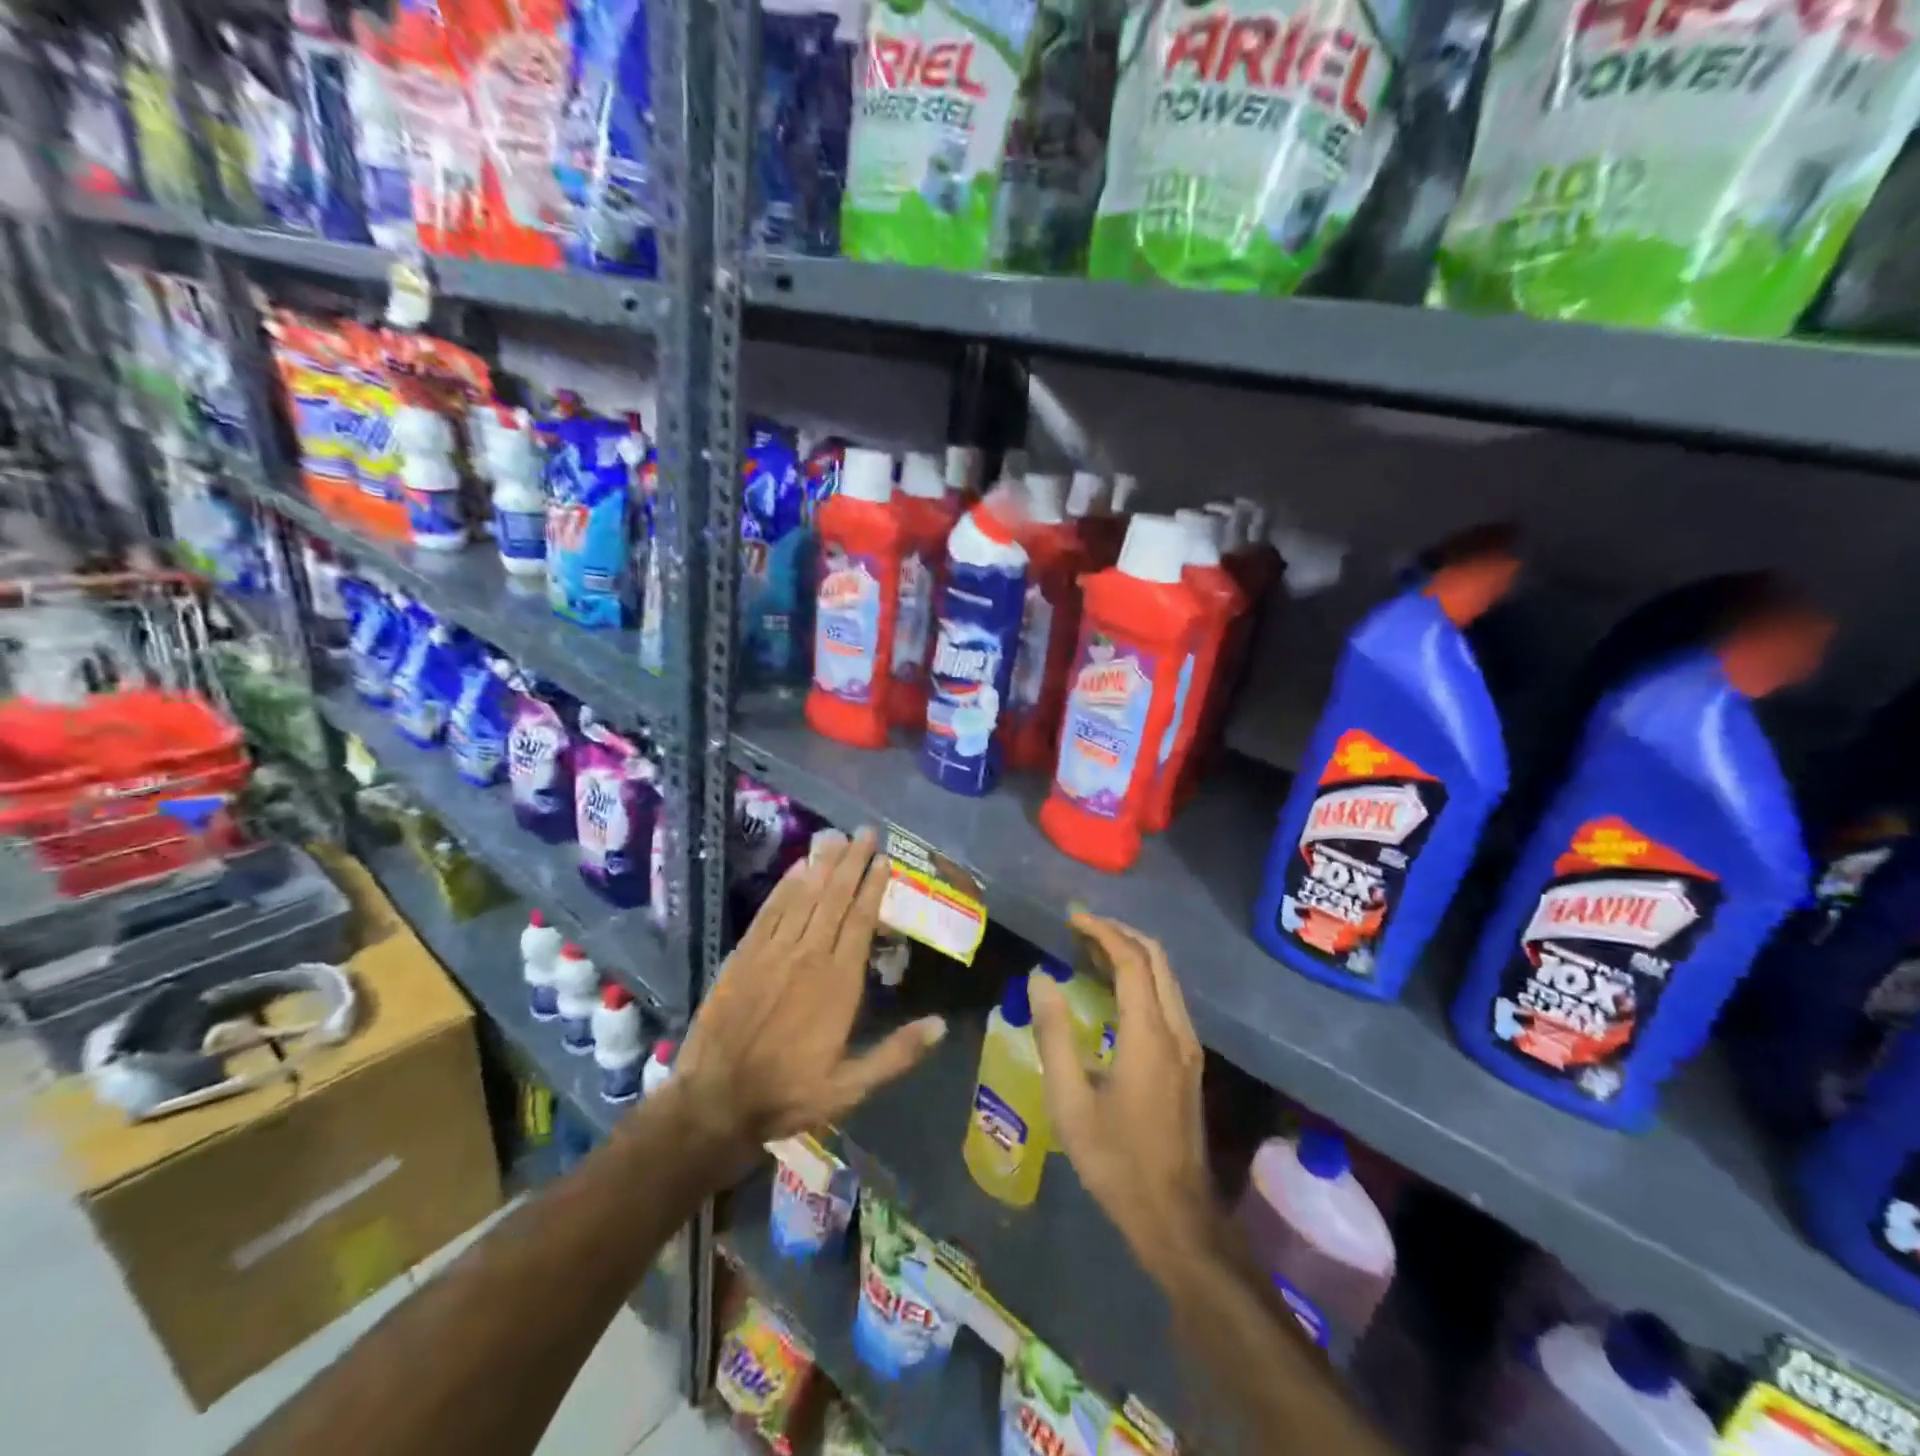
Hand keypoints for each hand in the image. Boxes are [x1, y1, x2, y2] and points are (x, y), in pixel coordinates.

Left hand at [673, 828, 945, 1159]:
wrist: (716, 1099)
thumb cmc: (789, 1092)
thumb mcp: (851, 1086)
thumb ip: (896, 1053)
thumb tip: (941, 1025)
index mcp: (839, 982)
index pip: (861, 920)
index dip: (873, 886)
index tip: (883, 859)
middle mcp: (809, 956)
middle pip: (834, 897)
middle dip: (851, 862)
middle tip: (864, 831)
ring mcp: (773, 951)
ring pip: (803, 897)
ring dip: (821, 865)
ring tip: (835, 837)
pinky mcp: (744, 955)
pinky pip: (770, 911)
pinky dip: (785, 887)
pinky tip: (796, 868)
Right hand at [1031, 914, 1212, 1277]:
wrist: (1175, 1218)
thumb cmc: (1116, 1161)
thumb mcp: (1070, 1101)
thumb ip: (1054, 1034)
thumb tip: (1040, 978)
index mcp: (1149, 1034)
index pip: (1131, 960)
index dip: (1102, 932)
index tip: (1072, 918)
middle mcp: (1177, 1030)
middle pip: (1156, 959)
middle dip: (1119, 934)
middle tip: (1080, 928)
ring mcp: (1188, 1046)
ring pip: (1166, 978)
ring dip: (1132, 955)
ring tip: (1089, 952)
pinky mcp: (1189, 1062)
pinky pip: (1167, 999)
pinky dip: (1141, 979)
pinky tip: (1112, 992)